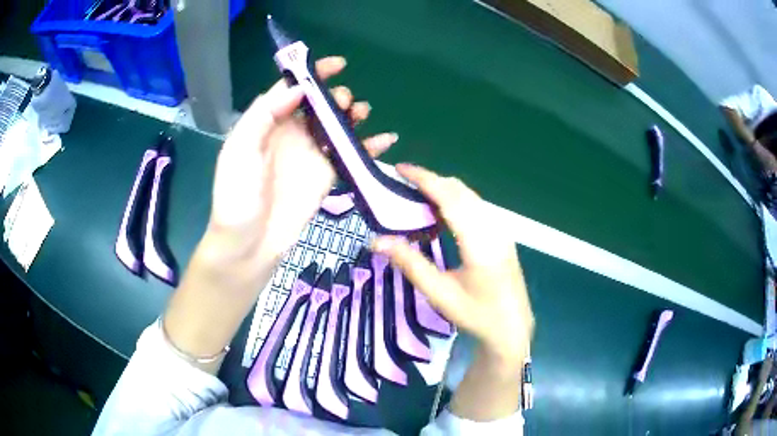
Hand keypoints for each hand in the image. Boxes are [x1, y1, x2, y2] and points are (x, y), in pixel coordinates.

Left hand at [203, 56, 397, 264]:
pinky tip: (386, 140)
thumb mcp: (240, 149)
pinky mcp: (327, 176)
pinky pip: (350, 154)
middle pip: (320, 105)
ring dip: (353, 115)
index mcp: (268, 123)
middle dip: (335, 96)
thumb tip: (299, 88)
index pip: (293, 89)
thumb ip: (264, 115)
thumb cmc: (237, 196)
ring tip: (360, 113)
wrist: (249, 243)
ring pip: (337, 125)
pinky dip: (369, 146)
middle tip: (344, 103)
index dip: (314, 73)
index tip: (337, 65)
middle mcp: (292, 133)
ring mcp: (311, 155)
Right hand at [372, 164, 533, 364]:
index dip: (424, 179)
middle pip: (460, 191)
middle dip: (431, 181)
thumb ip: (409, 263)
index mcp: (479, 241)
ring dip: (443, 191)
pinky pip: (476, 207)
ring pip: (470, 197)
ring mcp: (501, 230)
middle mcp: (493, 227)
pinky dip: (455, 202)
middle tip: (402, 184)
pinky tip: (441, 216)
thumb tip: (376, 241)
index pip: (449, 197)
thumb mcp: (439, 293)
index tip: (400, 169)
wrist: (512, 328)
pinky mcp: (502, 235)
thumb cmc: (477, 315)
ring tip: (417, 197)